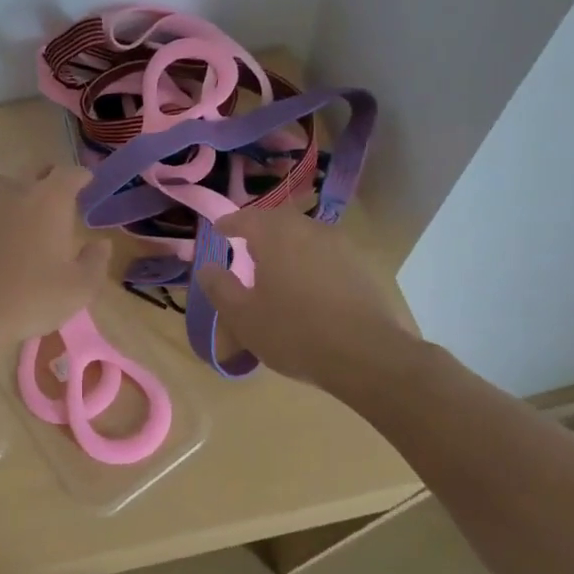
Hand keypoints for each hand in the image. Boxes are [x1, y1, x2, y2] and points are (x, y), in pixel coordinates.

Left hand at [0, 165, 109, 351]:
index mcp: (50, 200)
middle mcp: (17, 191)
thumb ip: (95, 262)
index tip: (89, 183)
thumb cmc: (30, 297)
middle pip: (36, 170)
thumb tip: (101, 244)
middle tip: (62, 197)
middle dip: (52, 178)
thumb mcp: (78, 289)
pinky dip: (0, 214)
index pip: (70, 173)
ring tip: (30, 214)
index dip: (82, 177)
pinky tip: (3, 238)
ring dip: (22, 191)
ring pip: (7, 185)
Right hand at [195, 209, 409, 385]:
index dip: (229, 223)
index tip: (219, 229)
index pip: (246, 218)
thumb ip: (219, 287)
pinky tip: (309, 285)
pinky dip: (311, 261)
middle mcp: (309, 230)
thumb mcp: (242, 316)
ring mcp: (340, 246)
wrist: (366, 355)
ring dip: (288, 245)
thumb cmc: (293, 332)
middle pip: (278, 221)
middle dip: (260, 230)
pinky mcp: (362, 266)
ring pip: (305, 236)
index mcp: (276, 235)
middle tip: (246, 246)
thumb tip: (206, 267)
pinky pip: (326, 254)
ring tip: (277, 266)